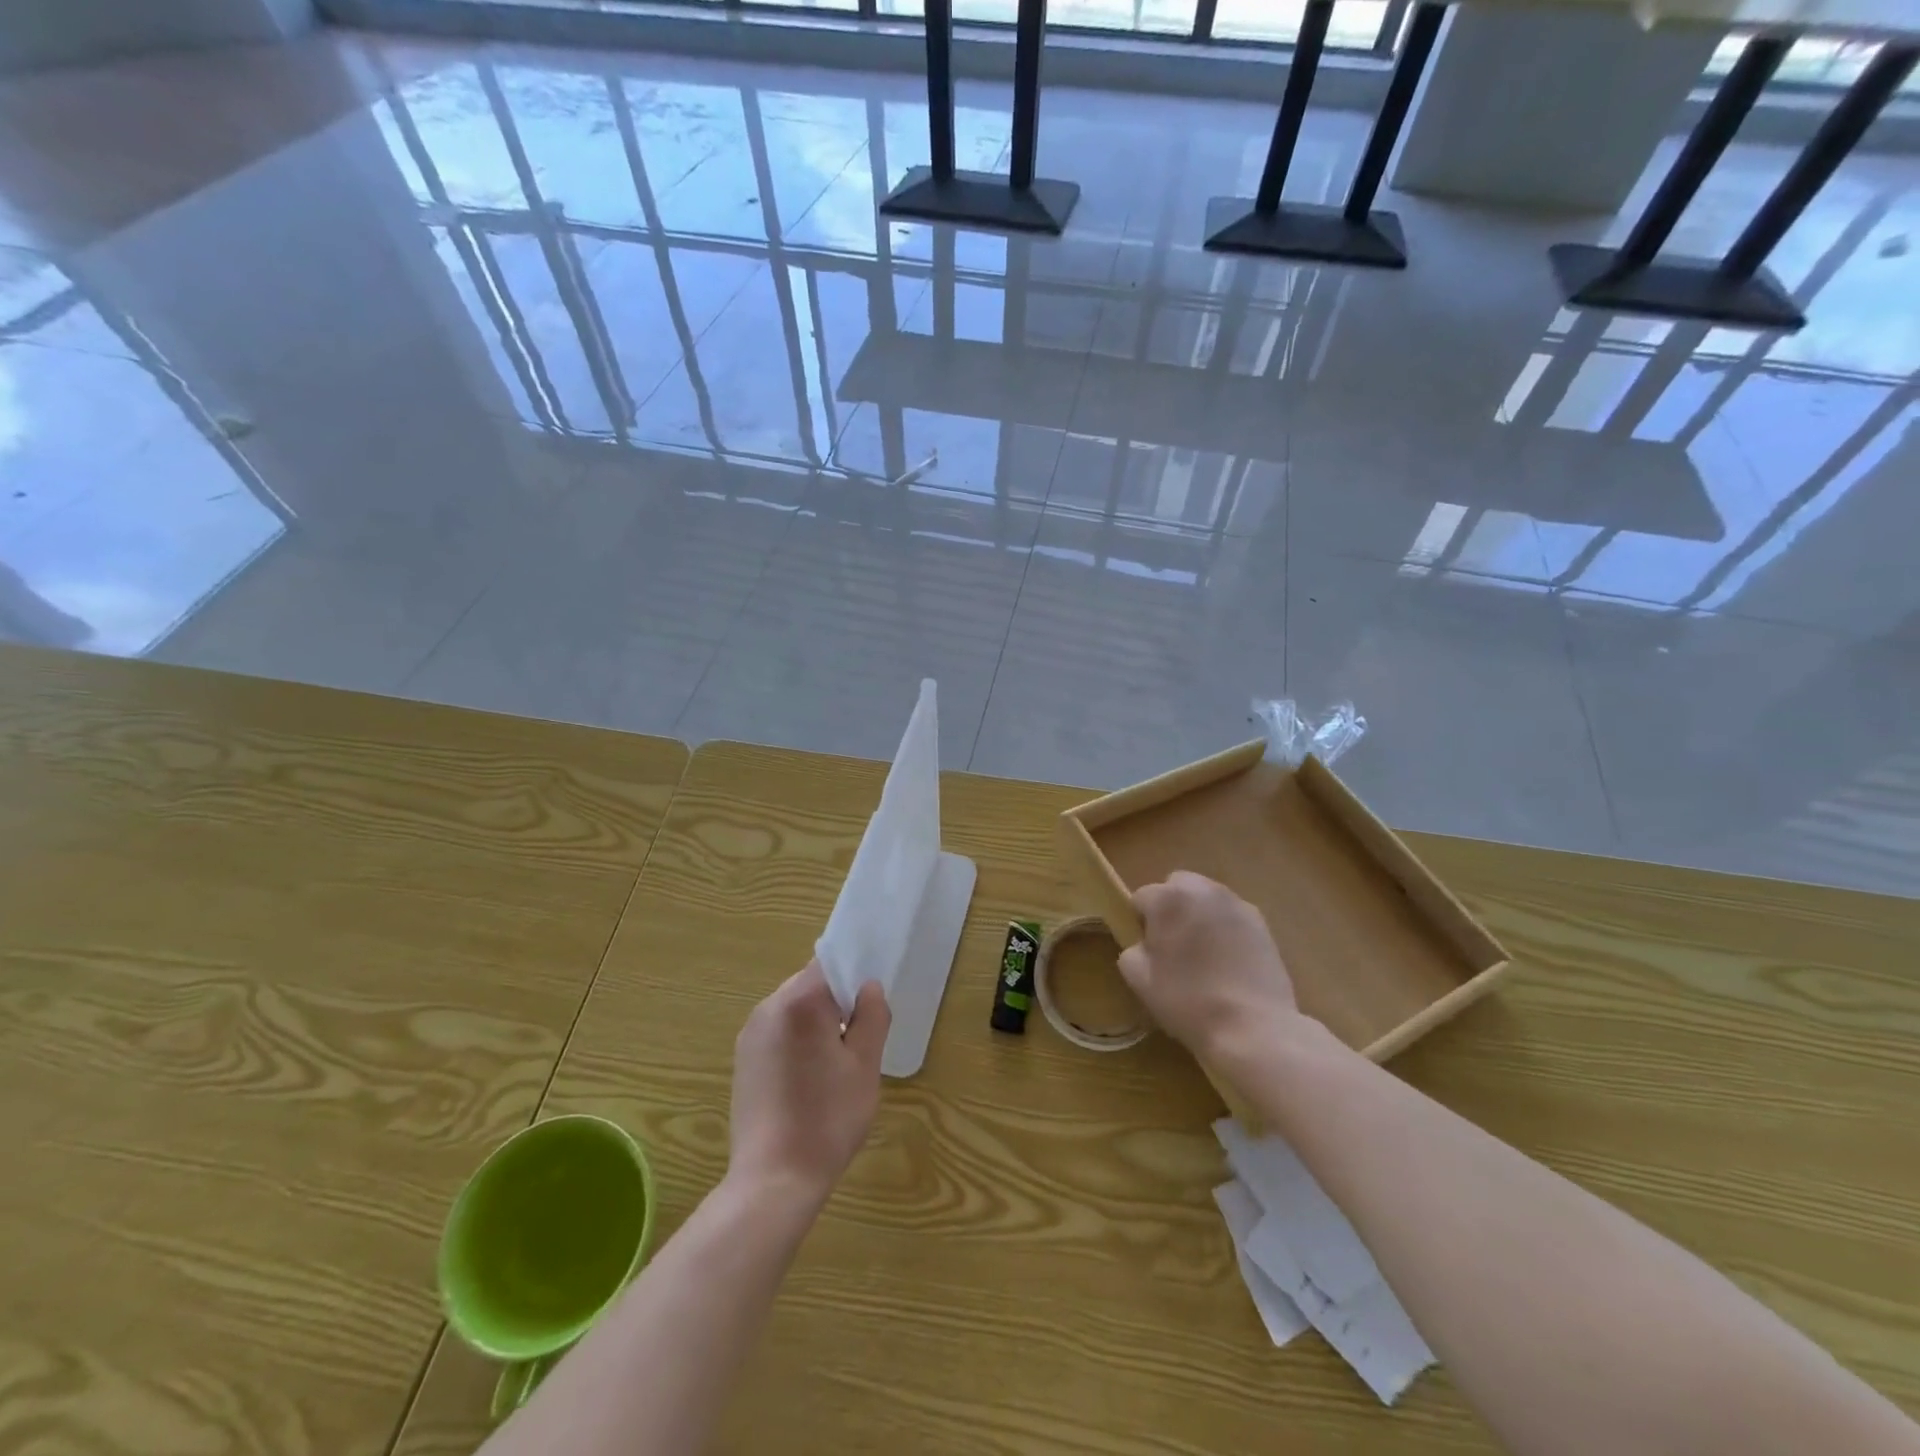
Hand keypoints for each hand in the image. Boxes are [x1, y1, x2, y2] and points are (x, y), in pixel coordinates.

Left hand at [729, 961, 889, 1208]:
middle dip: (837, 1003)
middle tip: (859, 1039)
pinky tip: (810, 1079)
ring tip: (836, 1064)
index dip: (854, 977)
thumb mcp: (865, 1065)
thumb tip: (869, 987)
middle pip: (810, 985)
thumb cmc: (828, 1118)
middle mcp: (768, 1008)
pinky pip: (778, 1032)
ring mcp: (750, 1034)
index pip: (830, 964)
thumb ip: (872, 1016)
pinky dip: (798, 1041)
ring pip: (794, 1009)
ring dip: (818, 1023)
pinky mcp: (743, 1060)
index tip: (869, 1005)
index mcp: (799, 1002)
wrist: (773, 1180)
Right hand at [1117, 871, 1298, 1066]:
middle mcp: (1203, 890)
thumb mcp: (1138, 979)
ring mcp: (1237, 904)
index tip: (1150, 951)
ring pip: (1207, 899)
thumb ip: (1132, 949)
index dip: (1141, 924)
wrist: (1252, 1028)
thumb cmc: (1187, 1001)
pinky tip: (1229, 964)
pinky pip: (1232, 917)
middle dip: (1172, 908)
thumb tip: (1145, 944)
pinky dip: (1226, 930)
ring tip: (1205, 955)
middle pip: (1177, 886)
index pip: (1141, 897)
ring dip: (1199, 916)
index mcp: (1168, 898)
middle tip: (1175, 946)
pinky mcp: (1262, 924)